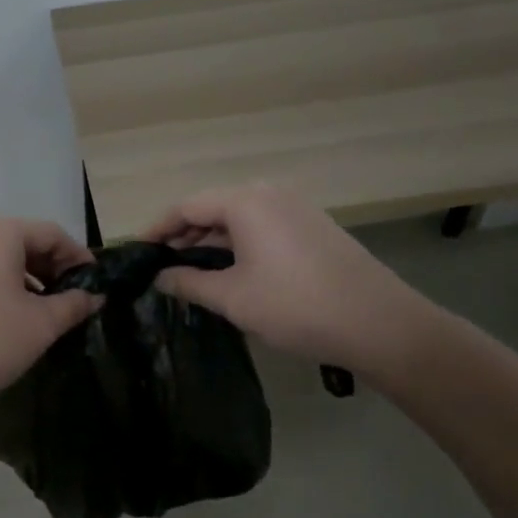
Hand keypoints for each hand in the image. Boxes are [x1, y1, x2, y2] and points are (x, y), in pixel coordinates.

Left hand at [0, 218, 102, 432]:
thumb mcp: (40, 325)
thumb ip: (73, 305)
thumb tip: (94, 296)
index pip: (50, 234)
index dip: (77, 257)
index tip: (94, 283)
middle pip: (18, 240)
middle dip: (48, 266)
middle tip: (68, 296)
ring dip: (20, 276)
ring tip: (37, 308)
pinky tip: (1, 314)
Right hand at [143, 184, 437, 376]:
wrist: (379, 324)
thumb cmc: (296, 306)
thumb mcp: (232, 297)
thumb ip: (188, 282)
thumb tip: (159, 277)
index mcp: (245, 201)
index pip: (186, 207)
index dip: (157, 229)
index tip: (138, 252)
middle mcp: (269, 193)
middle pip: (212, 207)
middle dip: (184, 236)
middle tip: (160, 267)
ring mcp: (295, 208)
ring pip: (238, 218)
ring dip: (211, 242)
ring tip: (190, 273)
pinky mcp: (312, 226)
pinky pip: (261, 227)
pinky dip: (238, 244)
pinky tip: (230, 272)